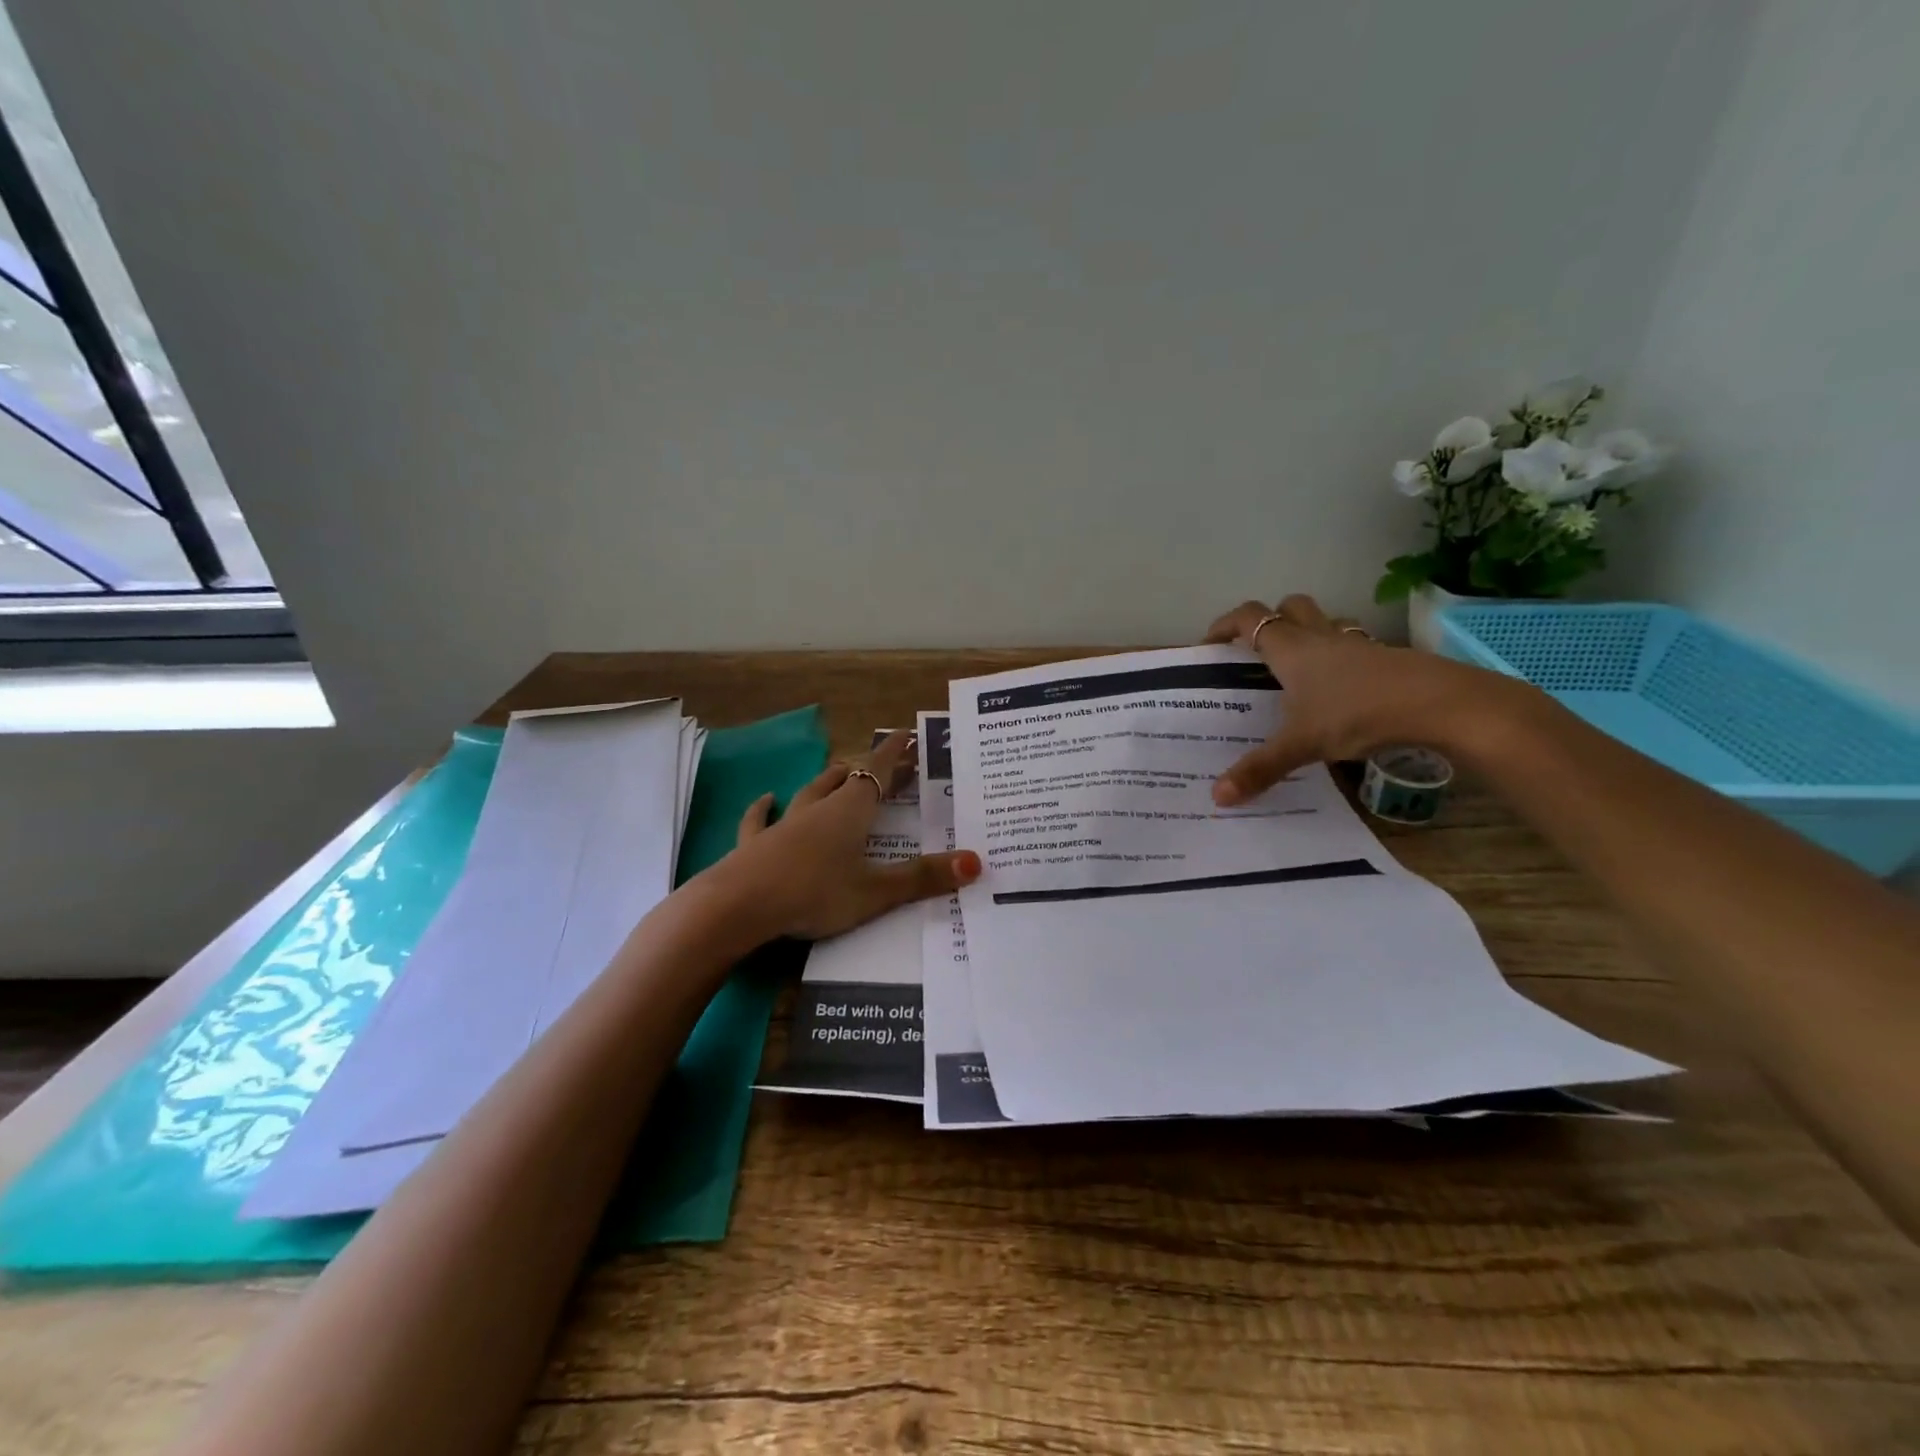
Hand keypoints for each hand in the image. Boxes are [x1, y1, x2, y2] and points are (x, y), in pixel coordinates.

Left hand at [710, 729, 980, 941]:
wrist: (738, 905)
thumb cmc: (814, 893)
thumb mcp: (875, 892)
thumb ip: (923, 879)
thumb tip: (976, 863)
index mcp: (851, 813)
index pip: (879, 773)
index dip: (896, 754)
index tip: (908, 734)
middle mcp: (819, 809)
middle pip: (851, 780)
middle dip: (873, 770)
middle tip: (894, 764)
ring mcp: (785, 824)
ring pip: (812, 792)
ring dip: (830, 780)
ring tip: (842, 769)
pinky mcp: (757, 844)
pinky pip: (762, 818)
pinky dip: (765, 807)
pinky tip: (766, 798)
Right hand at [1203, 594, 1517, 804]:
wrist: (1439, 704)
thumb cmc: (1357, 713)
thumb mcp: (1302, 744)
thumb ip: (1260, 769)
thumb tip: (1217, 798)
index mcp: (1291, 648)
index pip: (1249, 619)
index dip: (1225, 624)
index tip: (1209, 643)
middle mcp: (1321, 637)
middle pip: (1290, 607)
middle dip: (1270, 620)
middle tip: (1256, 650)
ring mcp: (1357, 645)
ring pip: (1325, 623)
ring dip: (1308, 634)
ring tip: (1297, 669)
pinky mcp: (1385, 659)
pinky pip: (1352, 647)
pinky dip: (1339, 659)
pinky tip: (1339, 691)